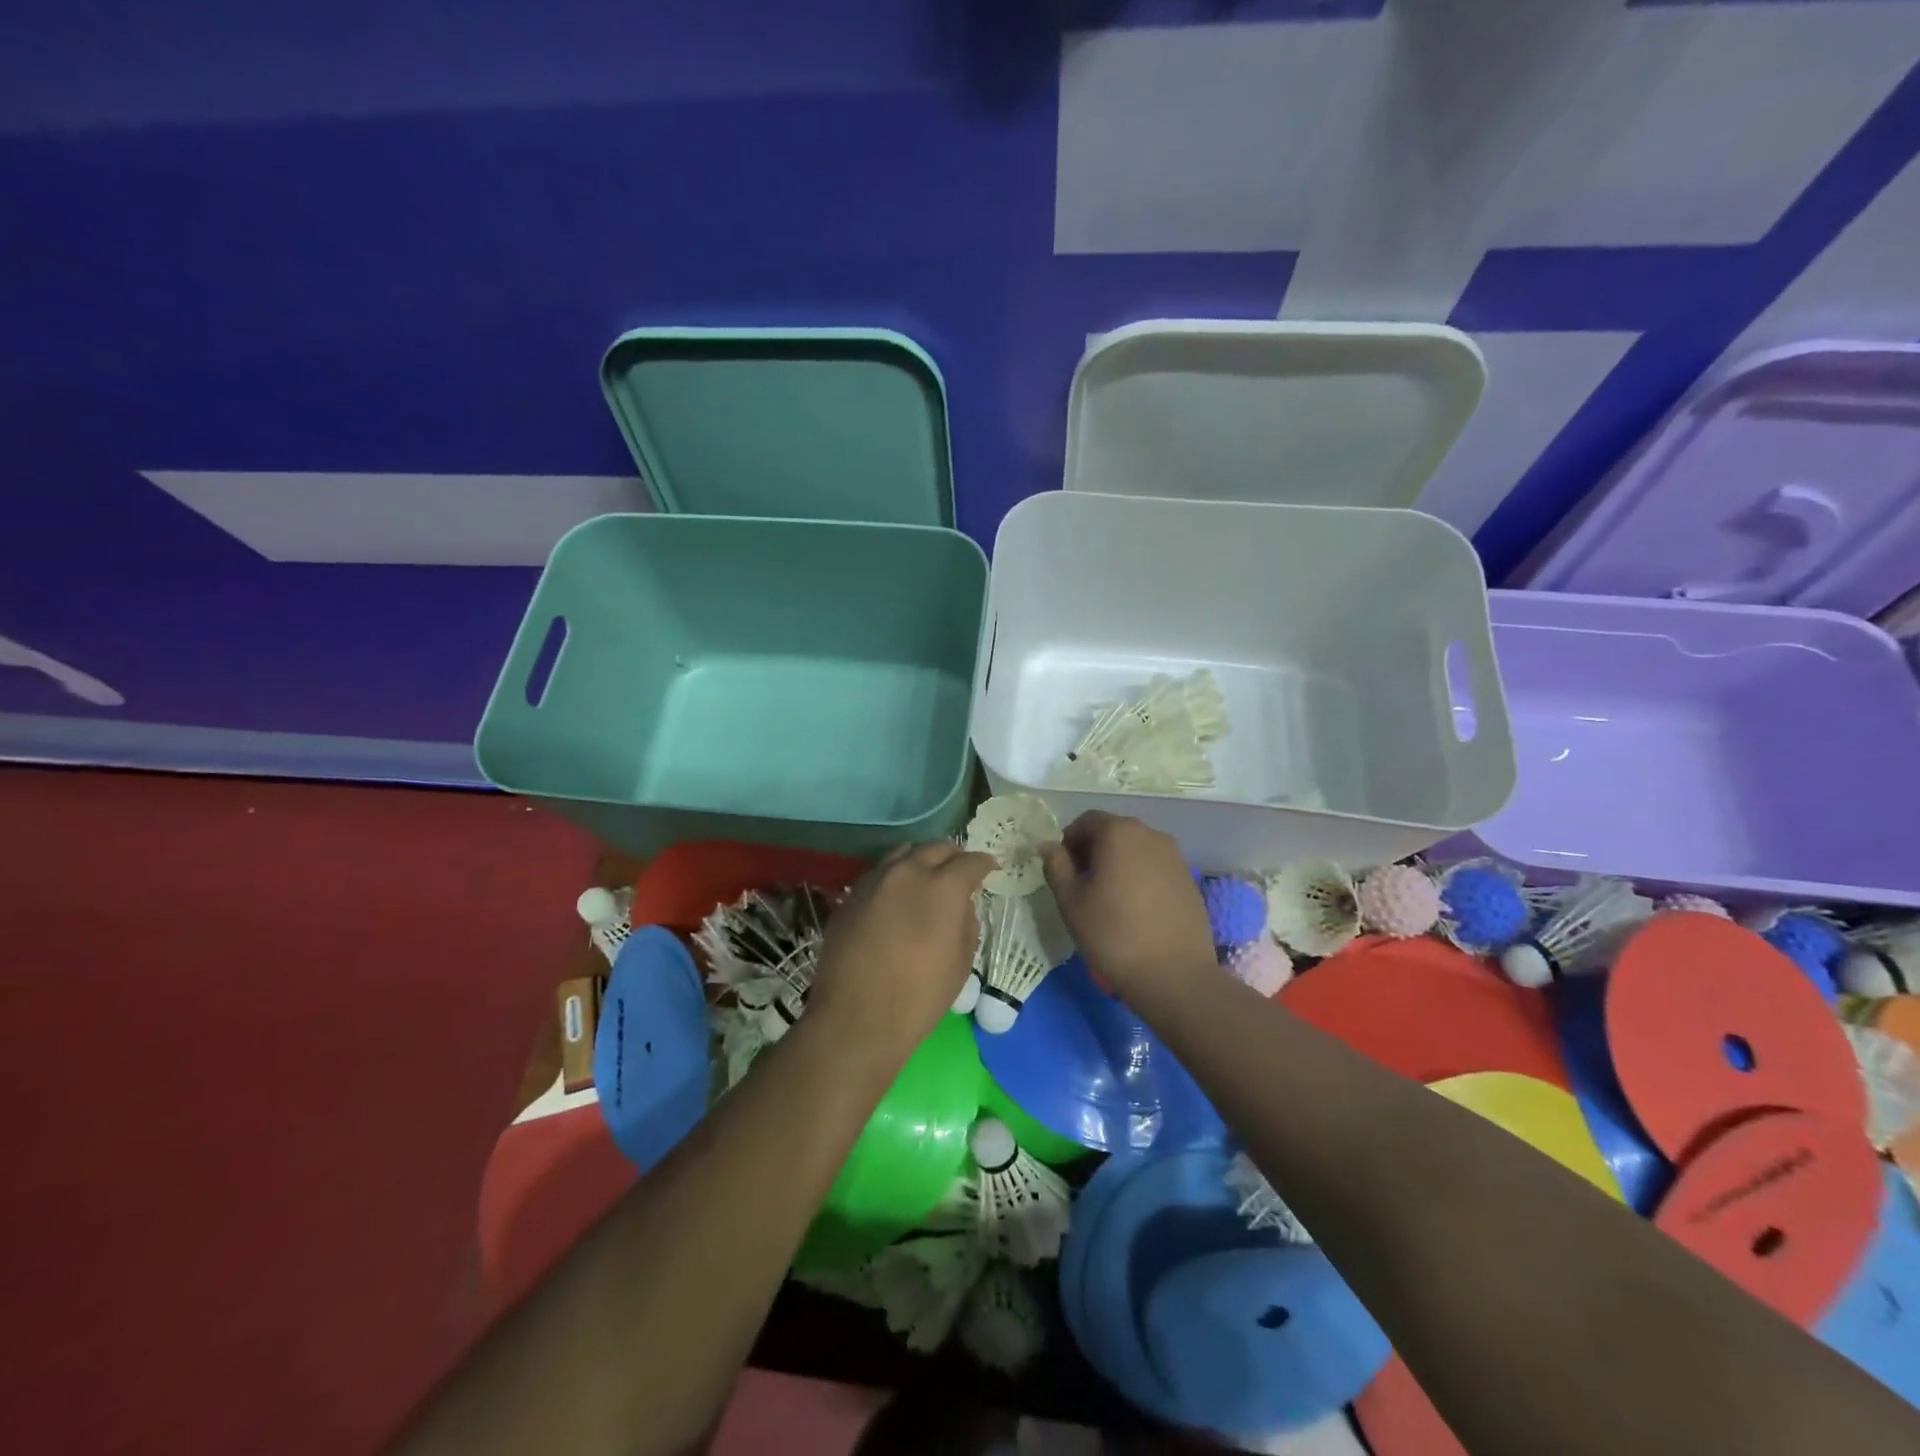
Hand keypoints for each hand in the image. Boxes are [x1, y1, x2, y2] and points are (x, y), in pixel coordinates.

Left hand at [806, 842, 994, 1069]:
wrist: (855, 1019)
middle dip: (953, 856)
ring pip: (903, 853)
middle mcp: (907, 872)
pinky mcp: (851, 894)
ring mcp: (874, 880)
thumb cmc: (919, 997)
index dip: (984, 864)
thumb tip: (961, 905)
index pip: (970, 862)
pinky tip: (898, 896)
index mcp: (942, 887)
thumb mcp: (961, 963)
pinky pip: (880, 872)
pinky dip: (896, 875)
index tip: (990, 868)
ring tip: (927, 877)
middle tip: (960, 871)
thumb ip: (967, 923)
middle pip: (935, 848)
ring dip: (921, 860)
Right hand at [1041, 812, 1213, 1000]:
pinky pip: (1154, 867)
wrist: (1174, 975)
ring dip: (1117, 864)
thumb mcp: (1071, 901)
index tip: (1064, 872)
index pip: (1085, 821)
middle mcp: (1150, 834)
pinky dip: (1140, 877)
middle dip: (1093, 851)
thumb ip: (1056, 866)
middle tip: (1082, 886)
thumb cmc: (1113, 934)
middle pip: (1112, 832)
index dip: (1069, 842)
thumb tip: (1049, 845)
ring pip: (1135, 849)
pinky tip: (1135, 909)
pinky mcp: (1188, 878)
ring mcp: (1174, 856)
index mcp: (1119, 832)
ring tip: (1109, 900)